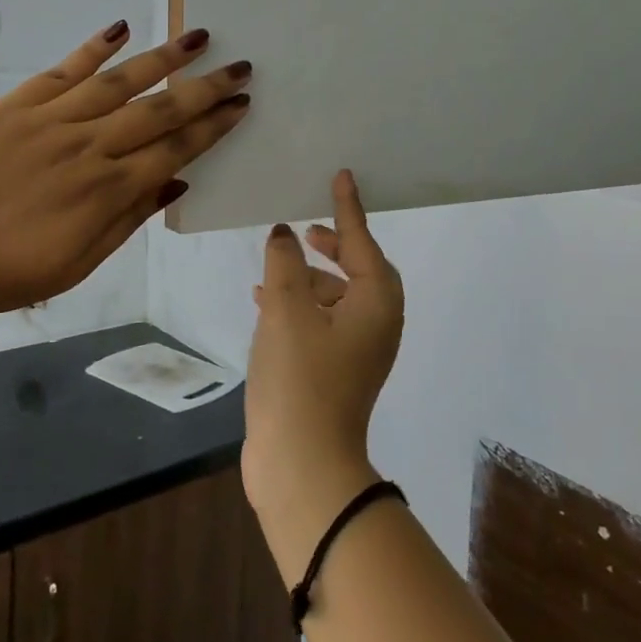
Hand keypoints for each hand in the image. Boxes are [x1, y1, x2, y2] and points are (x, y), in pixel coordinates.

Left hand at [0, 23, 251, 324]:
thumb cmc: (8, 272)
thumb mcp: (79, 264)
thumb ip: (130, 218)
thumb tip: (178, 181)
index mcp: (108, 191)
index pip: (175, 149)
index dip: (212, 126)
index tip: (241, 105)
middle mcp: (89, 147)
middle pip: (159, 110)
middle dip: (205, 88)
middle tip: (240, 66)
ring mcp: (52, 121)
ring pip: (119, 82)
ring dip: (163, 58)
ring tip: (198, 37)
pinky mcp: (17, 105)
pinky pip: (63, 70)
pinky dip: (93, 48)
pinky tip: (121, 29)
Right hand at [242, 170, 403, 577]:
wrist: (303, 465)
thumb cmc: (300, 377)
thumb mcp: (286, 309)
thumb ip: (283, 262)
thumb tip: (284, 234)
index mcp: (376, 303)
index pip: (362, 241)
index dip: (348, 207)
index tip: (342, 175)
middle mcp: (376, 324)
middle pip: (358, 269)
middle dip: (333, 246)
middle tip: (308, 229)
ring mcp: (358, 352)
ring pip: (336, 297)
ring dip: (307, 278)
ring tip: (272, 266)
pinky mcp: (335, 372)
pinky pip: (321, 322)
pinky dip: (298, 305)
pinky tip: (263, 301)